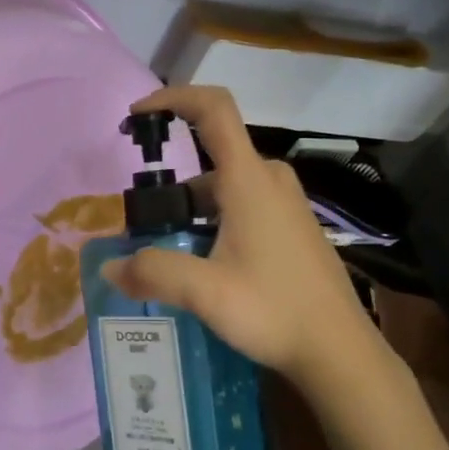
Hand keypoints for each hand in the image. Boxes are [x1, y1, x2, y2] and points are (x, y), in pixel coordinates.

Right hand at [100, 86, 386, 389]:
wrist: (339, 351)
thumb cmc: (275, 310)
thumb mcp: (205, 292)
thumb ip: (153, 272)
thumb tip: (109, 267)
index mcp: (249, 181)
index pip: (213, 110)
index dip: (173, 98)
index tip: (137, 114)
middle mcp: (269, 181)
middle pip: (211, 159)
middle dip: (171, 186)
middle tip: (143, 224)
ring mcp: (285, 205)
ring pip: (224, 188)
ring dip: (190, 211)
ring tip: (166, 254)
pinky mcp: (291, 228)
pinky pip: (242, 207)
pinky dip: (212, 222)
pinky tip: (202, 266)